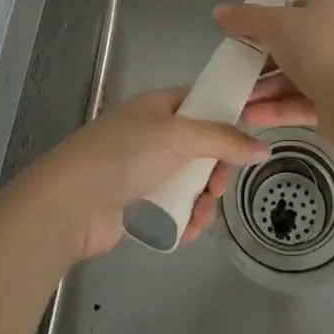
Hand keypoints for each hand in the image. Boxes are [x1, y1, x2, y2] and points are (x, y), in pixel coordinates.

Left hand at [26, 78, 315, 260]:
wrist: (69, 204)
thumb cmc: (124, 155)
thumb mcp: (179, 136)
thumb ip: (224, 139)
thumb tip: (264, 147)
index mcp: (161, 106)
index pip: (205, 101)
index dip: (230, 115)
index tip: (255, 134)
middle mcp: (155, 133)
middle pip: (204, 146)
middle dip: (217, 170)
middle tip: (218, 187)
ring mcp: (146, 169)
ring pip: (193, 180)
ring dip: (204, 200)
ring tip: (202, 217)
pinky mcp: (139, 203)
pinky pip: (176, 207)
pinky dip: (187, 219)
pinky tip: (189, 232)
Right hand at [213, 0, 333, 117]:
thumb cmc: (318, 48)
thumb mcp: (276, 24)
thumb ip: (246, 18)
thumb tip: (219, 12)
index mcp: (327, 8)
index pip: (294, 5)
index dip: (266, 15)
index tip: (240, 29)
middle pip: (289, 44)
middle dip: (258, 59)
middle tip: (230, 67)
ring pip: (291, 77)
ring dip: (262, 88)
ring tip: (232, 99)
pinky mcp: (332, 104)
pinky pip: (297, 102)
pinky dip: (274, 109)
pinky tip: (247, 117)